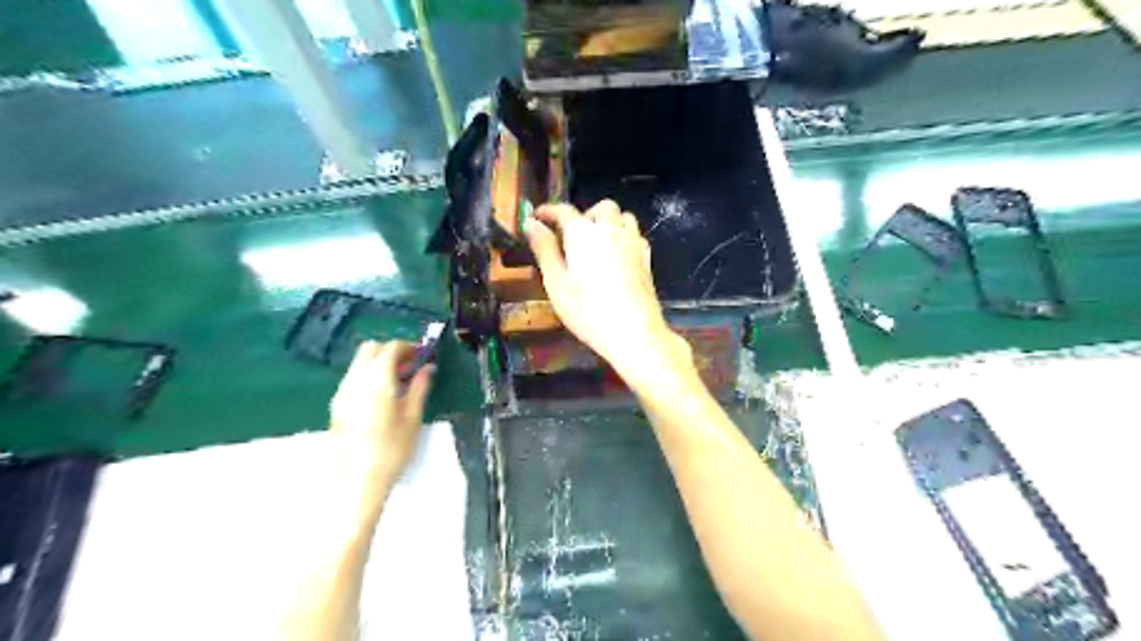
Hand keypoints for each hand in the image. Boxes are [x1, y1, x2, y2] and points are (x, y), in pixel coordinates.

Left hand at [336, 340, 437, 509]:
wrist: (358, 482)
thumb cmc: (392, 449)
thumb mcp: (413, 417)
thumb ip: (420, 387)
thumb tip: (427, 368)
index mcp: (376, 380)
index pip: (391, 348)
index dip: (409, 347)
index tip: (423, 356)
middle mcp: (355, 380)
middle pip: (370, 349)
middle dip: (391, 351)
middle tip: (411, 366)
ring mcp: (342, 393)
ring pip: (359, 363)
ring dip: (379, 362)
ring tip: (399, 382)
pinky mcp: (337, 406)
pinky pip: (353, 378)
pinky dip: (369, 375)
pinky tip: (383, 396)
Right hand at [521, 199, 690, 389]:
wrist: (634, 332)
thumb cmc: (588, 311)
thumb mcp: (556, 283)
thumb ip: (544, 250)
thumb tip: (530, 224)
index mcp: (583, 234)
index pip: (564, 211)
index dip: (549, 211)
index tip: (537, 216)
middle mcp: (611, 230)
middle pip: (600, 208)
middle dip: (584, 214)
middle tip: (570, 235)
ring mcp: (633, 242)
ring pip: (622, 217)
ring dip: (608, 222)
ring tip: (595, 244)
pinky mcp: (647, 258)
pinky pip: (635, 235)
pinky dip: (623, 236)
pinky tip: (616, 256)